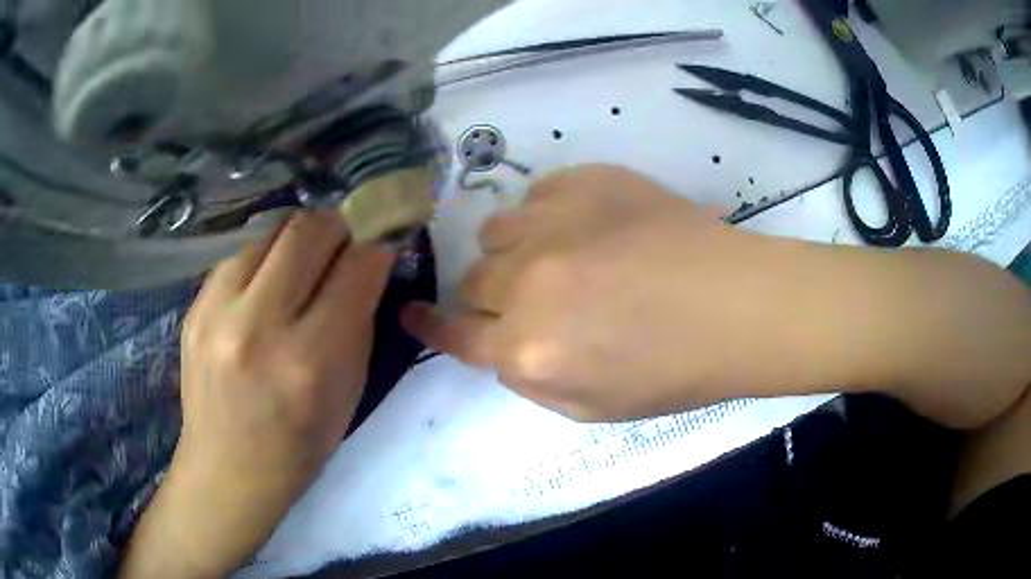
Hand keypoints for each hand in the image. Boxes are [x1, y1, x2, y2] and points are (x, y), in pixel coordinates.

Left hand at [121, 210, 394, 577]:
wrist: (227, 468)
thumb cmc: (299, 445)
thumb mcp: (348, 392)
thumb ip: (359, 320)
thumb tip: (369, 261)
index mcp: (309, 360)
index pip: (357, 267)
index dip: (379, 243)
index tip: (385, 238)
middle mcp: (258, 326)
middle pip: (309, 230)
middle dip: (339, 226)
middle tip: (347, 241)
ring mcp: (216, 312)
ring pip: (271, 231)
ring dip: (300, 238)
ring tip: (305, 262)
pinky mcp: (193, 306)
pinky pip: (239, 253)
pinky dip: (265, 257)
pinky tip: (268, 282)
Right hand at [403, 165, 813, 421]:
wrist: (739, 305)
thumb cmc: (676, 372)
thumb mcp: (594, 408)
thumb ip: (531, 381)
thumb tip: (502, 346)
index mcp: (530, 350)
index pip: (456, 335)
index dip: (430, 326)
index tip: (412, 313)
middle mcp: (528, 283)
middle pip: (473, 280)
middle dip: (491, 294)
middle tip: (531, 297)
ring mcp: (555, 223)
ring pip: (496, 230)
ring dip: (515, 250)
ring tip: (558, 256)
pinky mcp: (586, 181)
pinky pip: (536, 194)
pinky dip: (546, 214)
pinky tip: (584, 226)